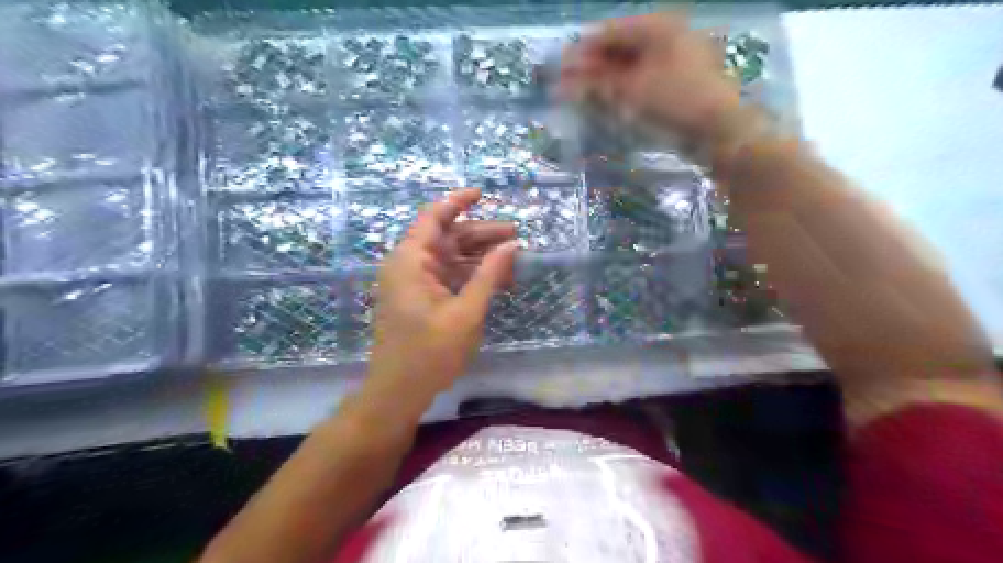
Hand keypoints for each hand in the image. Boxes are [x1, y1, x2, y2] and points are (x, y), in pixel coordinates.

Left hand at [362, 188, 515, 417]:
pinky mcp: (419, 298)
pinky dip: (470, 276)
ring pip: (450, 258)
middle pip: (447, 237)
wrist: (398, 392)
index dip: (458, 201)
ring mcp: (413, 282)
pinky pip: (447, 277)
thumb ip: (489, 276)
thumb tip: (512, 245)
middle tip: (516, 235)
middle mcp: (408, 265)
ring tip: (513, 260)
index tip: (483, 193)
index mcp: (411, 261)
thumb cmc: (430, 353)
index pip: (433, 217)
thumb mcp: (466, 313)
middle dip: (481, 235)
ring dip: (479, 258)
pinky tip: (496, 281)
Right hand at [562, 11, 738, 140]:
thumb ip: (596, 85)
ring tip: (579, 97)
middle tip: (564, 87)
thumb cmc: (675, 101)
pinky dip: (621, 90)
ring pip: (628, 67)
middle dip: (590, 68)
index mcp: (657, 27)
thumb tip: (564, 83)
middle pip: (618, 49)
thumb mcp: (631, 91)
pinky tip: (605, 102)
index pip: (608, 33)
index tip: (558, 70)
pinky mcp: (676, 83)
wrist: (719, 131)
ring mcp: (673, 60)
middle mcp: (665, 37)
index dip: (581, 51)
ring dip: (603, 81)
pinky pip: (641, 81)